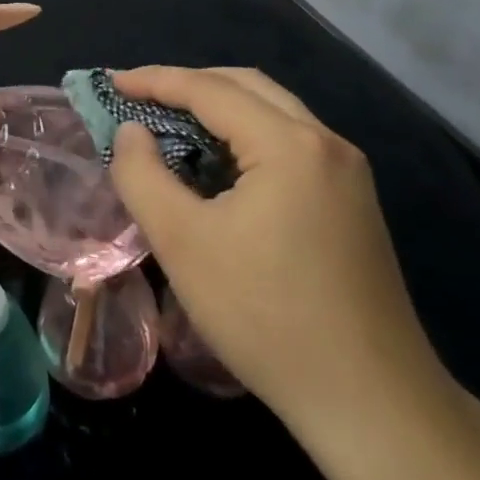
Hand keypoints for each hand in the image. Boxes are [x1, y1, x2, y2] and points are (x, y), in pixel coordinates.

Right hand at [109, 67, 448, 441]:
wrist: (369, 400)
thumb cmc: (265, 315)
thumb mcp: (182, 243)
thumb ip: (143, 175)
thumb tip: (130, 132)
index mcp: (290, 144)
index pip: (211, 90)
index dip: (155, 80)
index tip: (111, 83)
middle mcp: (326, 143)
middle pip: (248, 87)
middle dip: (189, 86)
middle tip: (140, 100)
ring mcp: (348, 173)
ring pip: (273, 114)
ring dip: (220, 111)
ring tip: (171, 128)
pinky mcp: (352, 202)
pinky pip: (290, 145)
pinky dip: (246, 139)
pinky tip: (220, 168)